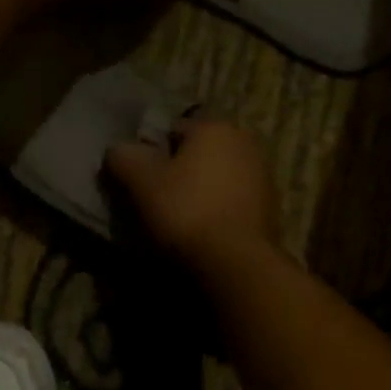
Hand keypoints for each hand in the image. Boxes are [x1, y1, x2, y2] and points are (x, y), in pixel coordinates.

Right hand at [104, 118, 283, 277]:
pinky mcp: (271, 208)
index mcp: (215, 127)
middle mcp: (245, 142)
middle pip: (199, 153)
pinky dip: (219, 211)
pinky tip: (205, 233)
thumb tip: (119, 150)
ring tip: (180, 222)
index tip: (141, 180)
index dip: (152, 153)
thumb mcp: (142, 181)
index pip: (173, 130)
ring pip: (218, 178)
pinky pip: (233, 202)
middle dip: (180, 171)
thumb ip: (124, 157)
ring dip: (201, 192)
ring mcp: (263, 175)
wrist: (236, 262)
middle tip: (158, 201)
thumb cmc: (186, 211)